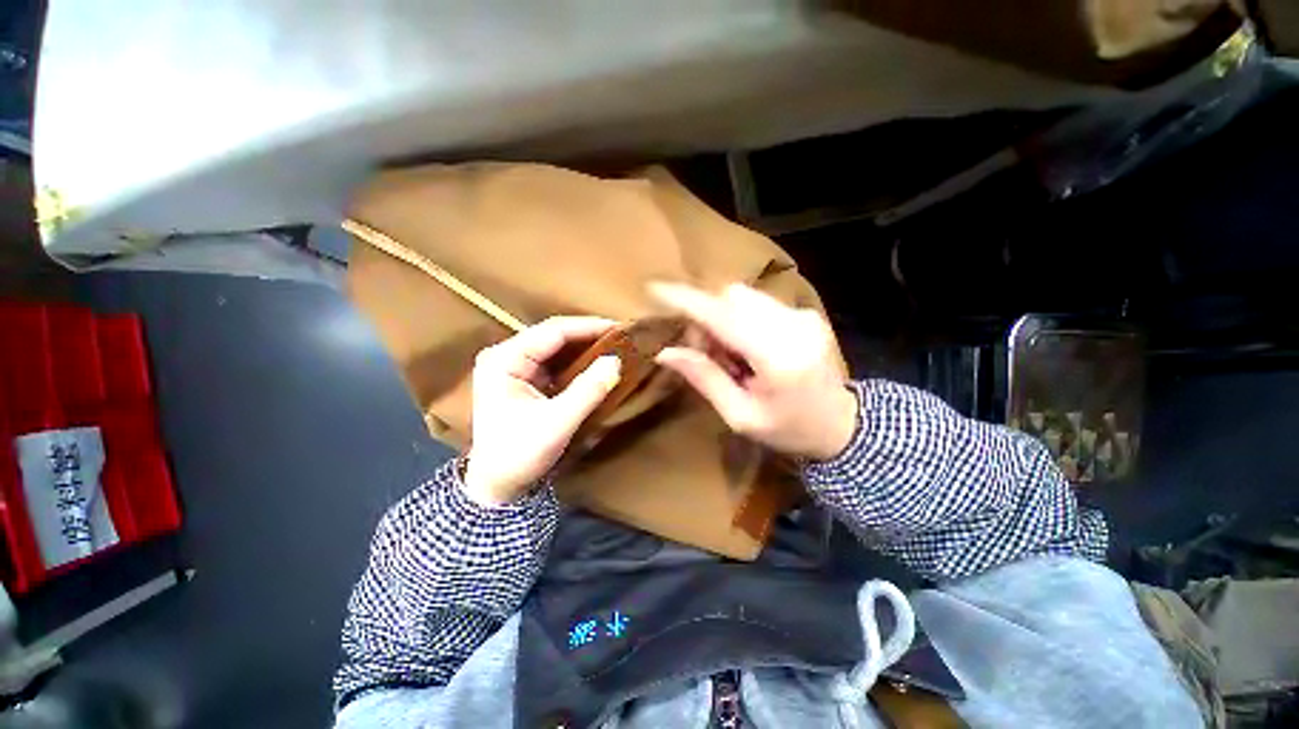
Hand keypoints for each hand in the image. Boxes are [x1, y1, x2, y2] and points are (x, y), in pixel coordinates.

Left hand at [463, 317, 621, 505]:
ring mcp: (514, 366)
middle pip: (554, 336)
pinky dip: (579, 361)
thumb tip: (616, 361)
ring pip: (557, 347)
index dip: (588, 327)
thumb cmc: (520, 454)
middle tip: (623, 337)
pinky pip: (556, 362)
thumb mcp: (557, 423)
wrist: (497, 486)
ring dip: (586, 347)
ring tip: (616, 346)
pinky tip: (598, 362)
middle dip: (589, 335)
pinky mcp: (525, 379)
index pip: (553, 331)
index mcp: (505, 360)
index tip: (621, 327)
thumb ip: (588, 391)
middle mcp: (506, 355)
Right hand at [650, 282, 856, 460]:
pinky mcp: (805, 313)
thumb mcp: (741, 416)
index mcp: (777, 357)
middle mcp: (793, 325)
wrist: (843, 426)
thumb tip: (665, 353)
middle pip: (730, 298)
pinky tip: (748, 348)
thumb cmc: (789, 430)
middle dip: (706, 320)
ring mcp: (802, 315)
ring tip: (731, 356)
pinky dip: (741, 320)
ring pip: (743, 297)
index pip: (723, 316)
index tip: (655, 289)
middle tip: (706, 354)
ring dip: (723, 319)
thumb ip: (704, 379)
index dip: (687, 300)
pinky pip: (758, 303)